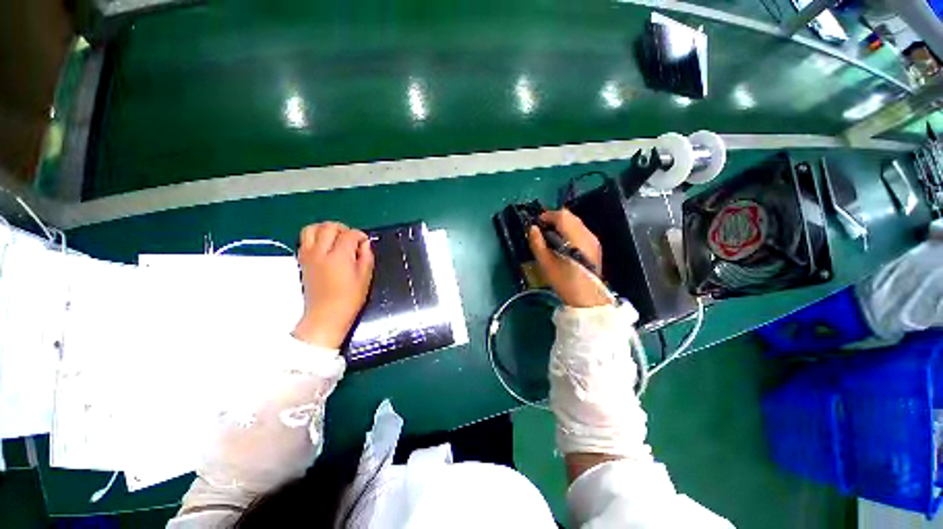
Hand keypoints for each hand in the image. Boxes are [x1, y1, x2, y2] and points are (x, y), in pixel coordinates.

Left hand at [293, 222, 374, 348]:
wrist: (326, 315)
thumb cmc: (350, 298)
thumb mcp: (366, 277)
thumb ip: (367, 256)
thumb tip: (365, 243)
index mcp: (339, 256)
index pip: (349, 234)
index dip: (360, 235)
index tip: (365, 242)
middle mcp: (321, 252)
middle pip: (329, 227)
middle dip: (343, 229)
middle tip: (351, 239)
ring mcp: (308, 256)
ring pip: (311, 229)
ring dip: (325, 229)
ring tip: (335, 238)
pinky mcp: (302, 261)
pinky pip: (305, 240)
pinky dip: (315, 237)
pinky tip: (325, 247)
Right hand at [527, 209, 610, 307]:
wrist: (587, 298)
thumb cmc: (565, 282)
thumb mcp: (546, 264)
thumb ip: (537, 243)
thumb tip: (532, 228)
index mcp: (575, 238)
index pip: (562, 216)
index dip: (548, 215)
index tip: (536, 222)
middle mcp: (587, 234)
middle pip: (570, 216)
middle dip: (554, 218)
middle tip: (541, 228)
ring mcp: (593, 240)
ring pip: (576, 222)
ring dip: (562, 224)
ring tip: (550, 235)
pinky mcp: (595, 246)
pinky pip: (580, 230)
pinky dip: (569, 230)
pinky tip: (562, 242)